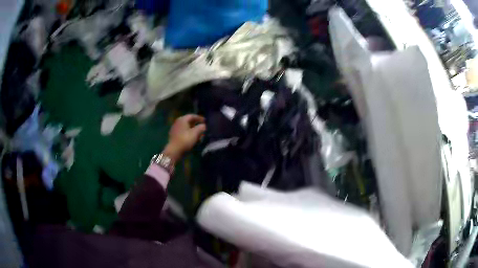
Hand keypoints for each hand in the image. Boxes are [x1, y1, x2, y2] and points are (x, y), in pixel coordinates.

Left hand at [162, 114, 206, 162]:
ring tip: (199, 134)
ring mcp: (175, 129)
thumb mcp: (195, 133)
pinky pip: (183, 132)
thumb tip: (204, 125)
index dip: (199, 118)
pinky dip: (189, 134)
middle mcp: (178, 122)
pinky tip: (193, 139)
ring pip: (186, 127)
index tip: (205, 121)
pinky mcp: (174, 136)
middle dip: (196, 124)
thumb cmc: (185, 140)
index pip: (192, 116)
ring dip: (193, 130)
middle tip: (202, 128)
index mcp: (182, 119)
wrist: (174, 150)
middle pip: (189, 121)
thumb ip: (201, 127)